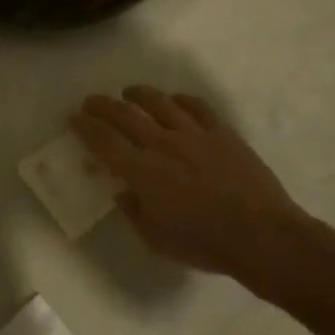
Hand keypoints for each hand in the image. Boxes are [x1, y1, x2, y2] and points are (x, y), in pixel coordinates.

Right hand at [72, 86, 315, 289]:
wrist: (261, 235)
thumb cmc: (203, 242)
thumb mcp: (155, 238)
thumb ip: (133, 211)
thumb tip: (123, 190)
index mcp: (141, 171)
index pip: (103, 141)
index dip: (85, 127)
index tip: (74, 118)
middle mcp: (163, 144)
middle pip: (125, 115)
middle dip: (103, 105)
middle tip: (91, 101)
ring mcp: (195, 134)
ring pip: (160, 103)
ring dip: (139, 94)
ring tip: (129, 92)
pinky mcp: (222, 133)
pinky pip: (197, 107)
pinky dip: (181, 100)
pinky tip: (175, 101)